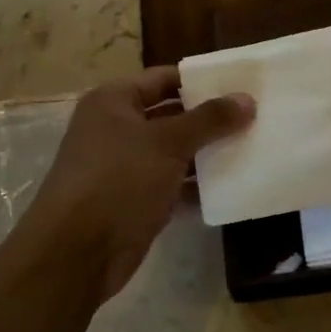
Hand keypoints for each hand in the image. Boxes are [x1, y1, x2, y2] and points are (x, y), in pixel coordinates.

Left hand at [26, 67, 253, 300]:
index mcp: (113, 101)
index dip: (200, 80)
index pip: (164, 78)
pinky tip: (232, 185)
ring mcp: (124, 167)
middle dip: (209, 118)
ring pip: (173, 152)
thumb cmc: (118, 180)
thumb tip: (247, 99)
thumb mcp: (167, 142)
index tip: (241, 84)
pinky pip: (172, 184)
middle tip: (255, 116)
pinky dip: (196, 185)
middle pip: (170, 115)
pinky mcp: (134, 201)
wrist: (76, 253)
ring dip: (207, 153)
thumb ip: (209, 119)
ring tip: (252, 147)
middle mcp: (116, 128)